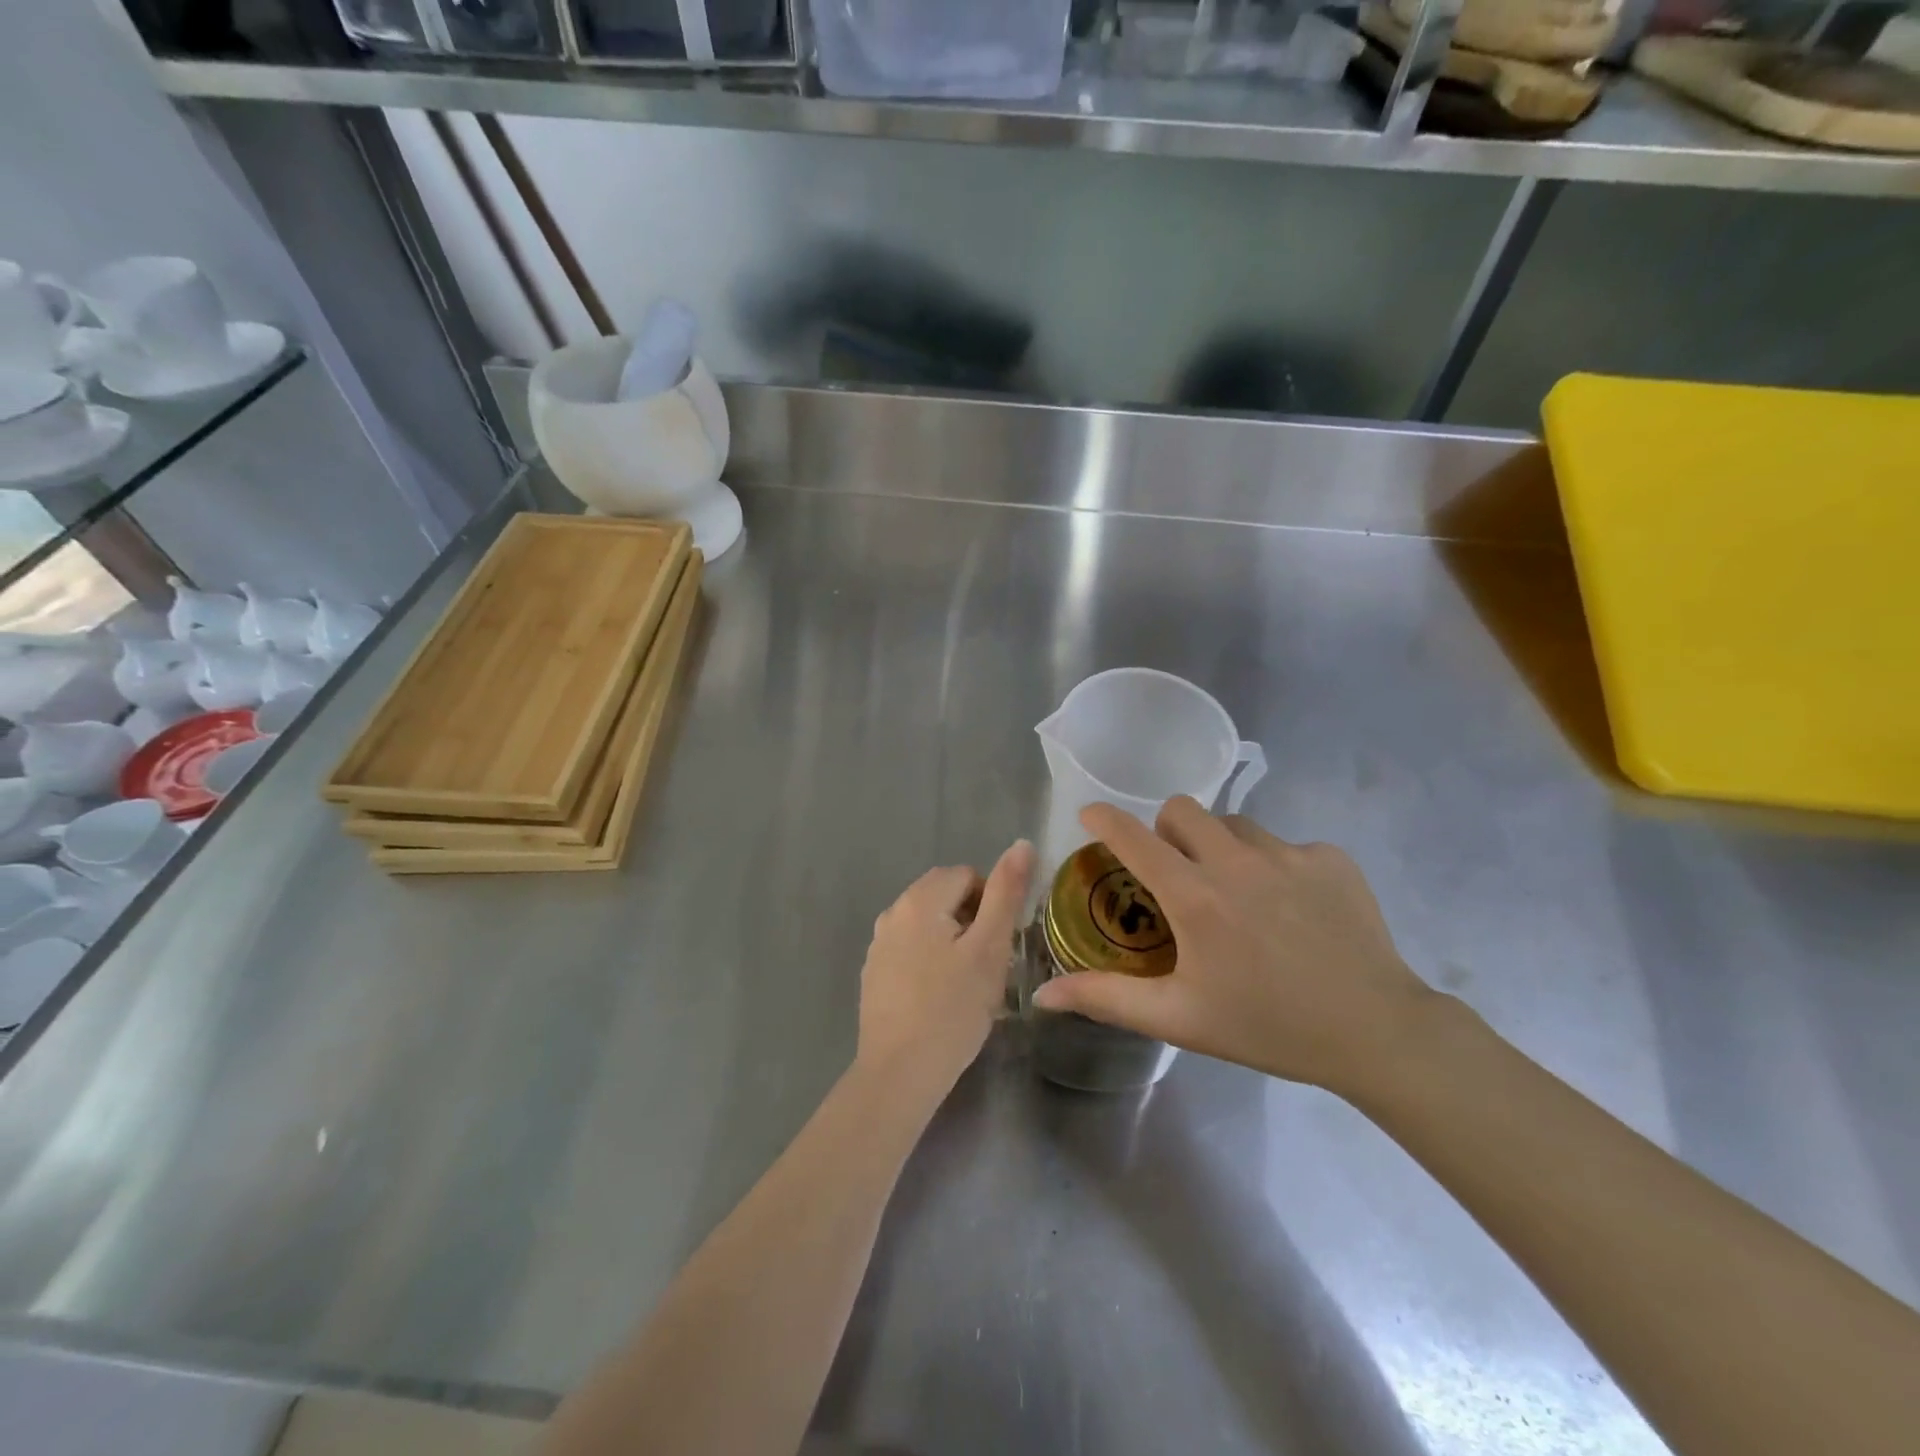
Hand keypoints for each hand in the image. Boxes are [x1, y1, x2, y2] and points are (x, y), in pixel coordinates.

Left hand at [856, 839, 1035, 1099]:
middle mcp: (892, 912)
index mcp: (919, 899)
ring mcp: (878, 944)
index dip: (991, 903)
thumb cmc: (952, 1009)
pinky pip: (911, 949)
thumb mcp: (990, 948)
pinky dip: (931, 961)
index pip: (967, 875)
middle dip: (972, 920)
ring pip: (928, 924)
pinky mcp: (874, 973)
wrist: (899, 1073)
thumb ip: (1006, 892)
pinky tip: (940, 998)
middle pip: (944, 896)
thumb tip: (1022, 844)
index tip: (999, 944)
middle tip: (988, 964)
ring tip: (967, 984)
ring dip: (953, 941)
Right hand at [1030, 799, 1437, 1097]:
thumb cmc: (1267, 1027)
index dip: (1105, 819)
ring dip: (1221, 847)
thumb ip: (1107, 999)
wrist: (1376, 1032)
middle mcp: (1237, 862)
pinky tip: (1292, 909)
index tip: (1090, 815)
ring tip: (1238, 893)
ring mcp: (1289, 854)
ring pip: (1235, 824)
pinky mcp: (1331, 857)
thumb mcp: (1180, 1018)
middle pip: (1182, 809)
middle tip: (1176, 871)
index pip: (1134, 838)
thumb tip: (1044, 995)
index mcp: (1196, 897)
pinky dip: (1275, 866)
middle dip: (1167, 831)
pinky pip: (1286, 844)